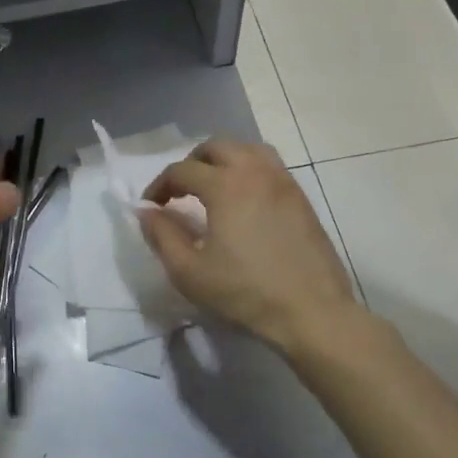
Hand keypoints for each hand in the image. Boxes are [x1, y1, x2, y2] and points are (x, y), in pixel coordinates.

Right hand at [140, 139, 360, 352]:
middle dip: (191, 163)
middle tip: (180, 191)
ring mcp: (283, 181)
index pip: (182, 170)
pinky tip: (243, 199)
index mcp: (225, 186)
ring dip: (223, 160)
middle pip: (216, 147)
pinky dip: (248, 170)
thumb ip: (161, 236)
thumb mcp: (189, 271)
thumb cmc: (244, 292)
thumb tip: (146, 212)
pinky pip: (269, 166)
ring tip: (212, 187)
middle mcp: (255, 172)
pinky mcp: (300, 197)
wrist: (310, 311)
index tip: (151, 207)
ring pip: (247, 150)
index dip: (160, 185)